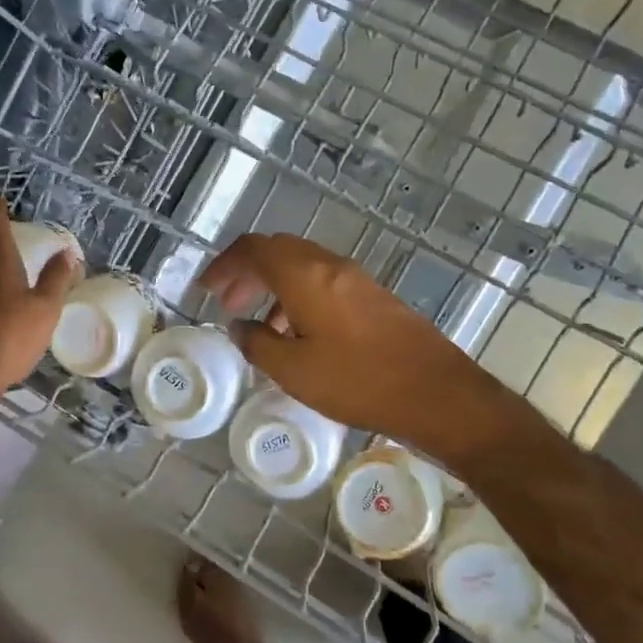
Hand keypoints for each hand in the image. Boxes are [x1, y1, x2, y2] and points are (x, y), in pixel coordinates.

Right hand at [198, 233, 522, 468]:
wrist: (435, 393)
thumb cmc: (357, 381)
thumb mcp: (293, 371)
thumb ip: (257, 344)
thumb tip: (239, 327)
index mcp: (305, 276)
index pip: (254, 249)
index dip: (224, 265)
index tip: (206, 289)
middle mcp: (331, 266)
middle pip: (278, 251)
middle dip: (247, 272)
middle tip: (227, 302)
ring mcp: (356, 279)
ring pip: (302, 266)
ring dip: (273, 285)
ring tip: (258, 322)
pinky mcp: (373, 297)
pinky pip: (324, 282)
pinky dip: (298, 296)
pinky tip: (297, 333)